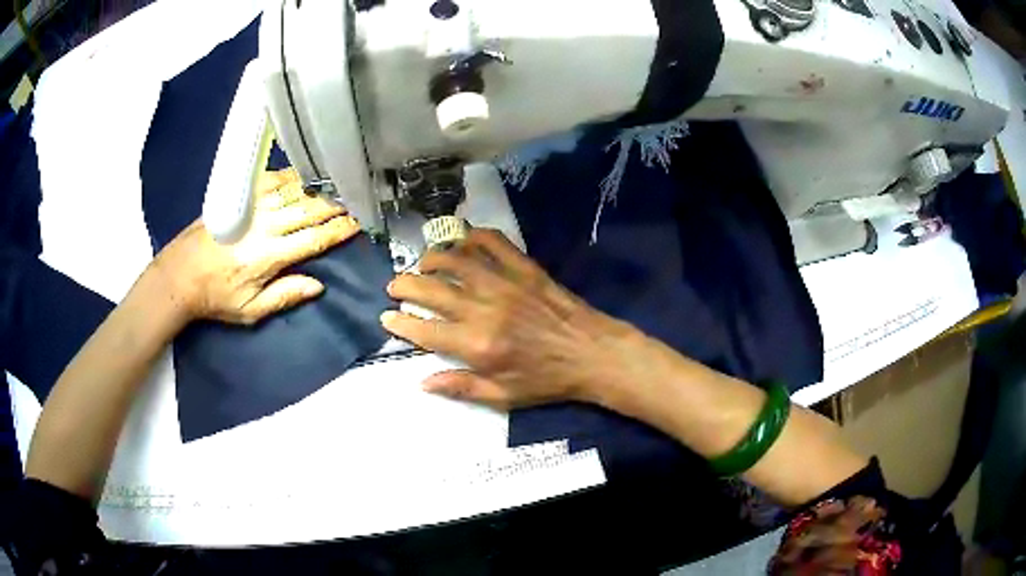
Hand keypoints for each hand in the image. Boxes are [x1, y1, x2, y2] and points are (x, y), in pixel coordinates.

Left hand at [151, 169, 359, 324]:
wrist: (179, 275)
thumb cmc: (215, 297)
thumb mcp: (250, 310)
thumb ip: (284, 296)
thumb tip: (317, 285)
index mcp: (269, 256)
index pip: (314, 239)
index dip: (339, 231)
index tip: (359, 223)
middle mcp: (265, 225)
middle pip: (309, 209)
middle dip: (336, 204)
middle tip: (357, 198)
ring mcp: (252, 206)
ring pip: (294, 190)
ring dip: (319, 187)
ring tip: (339, 183)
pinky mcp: (240, 196)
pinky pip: (272, 179)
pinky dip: (292, 176)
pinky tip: (305, 175)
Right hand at [381, 229, 644, 409]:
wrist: (593, 354)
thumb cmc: (548, 380)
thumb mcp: (503, 396)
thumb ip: (461, 387)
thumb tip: (421, 382)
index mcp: (478, 346)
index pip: (426, 330)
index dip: (401, 323)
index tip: (386, 317)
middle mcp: (485, 309)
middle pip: (432, 290)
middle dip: (405, 285)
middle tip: (394, 285)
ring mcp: (505, 284)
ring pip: (456, 261)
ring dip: (432, 259)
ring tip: (422, 264)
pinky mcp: (524, 268)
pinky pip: (493, 243)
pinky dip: (473, 236)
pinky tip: (462, 240)